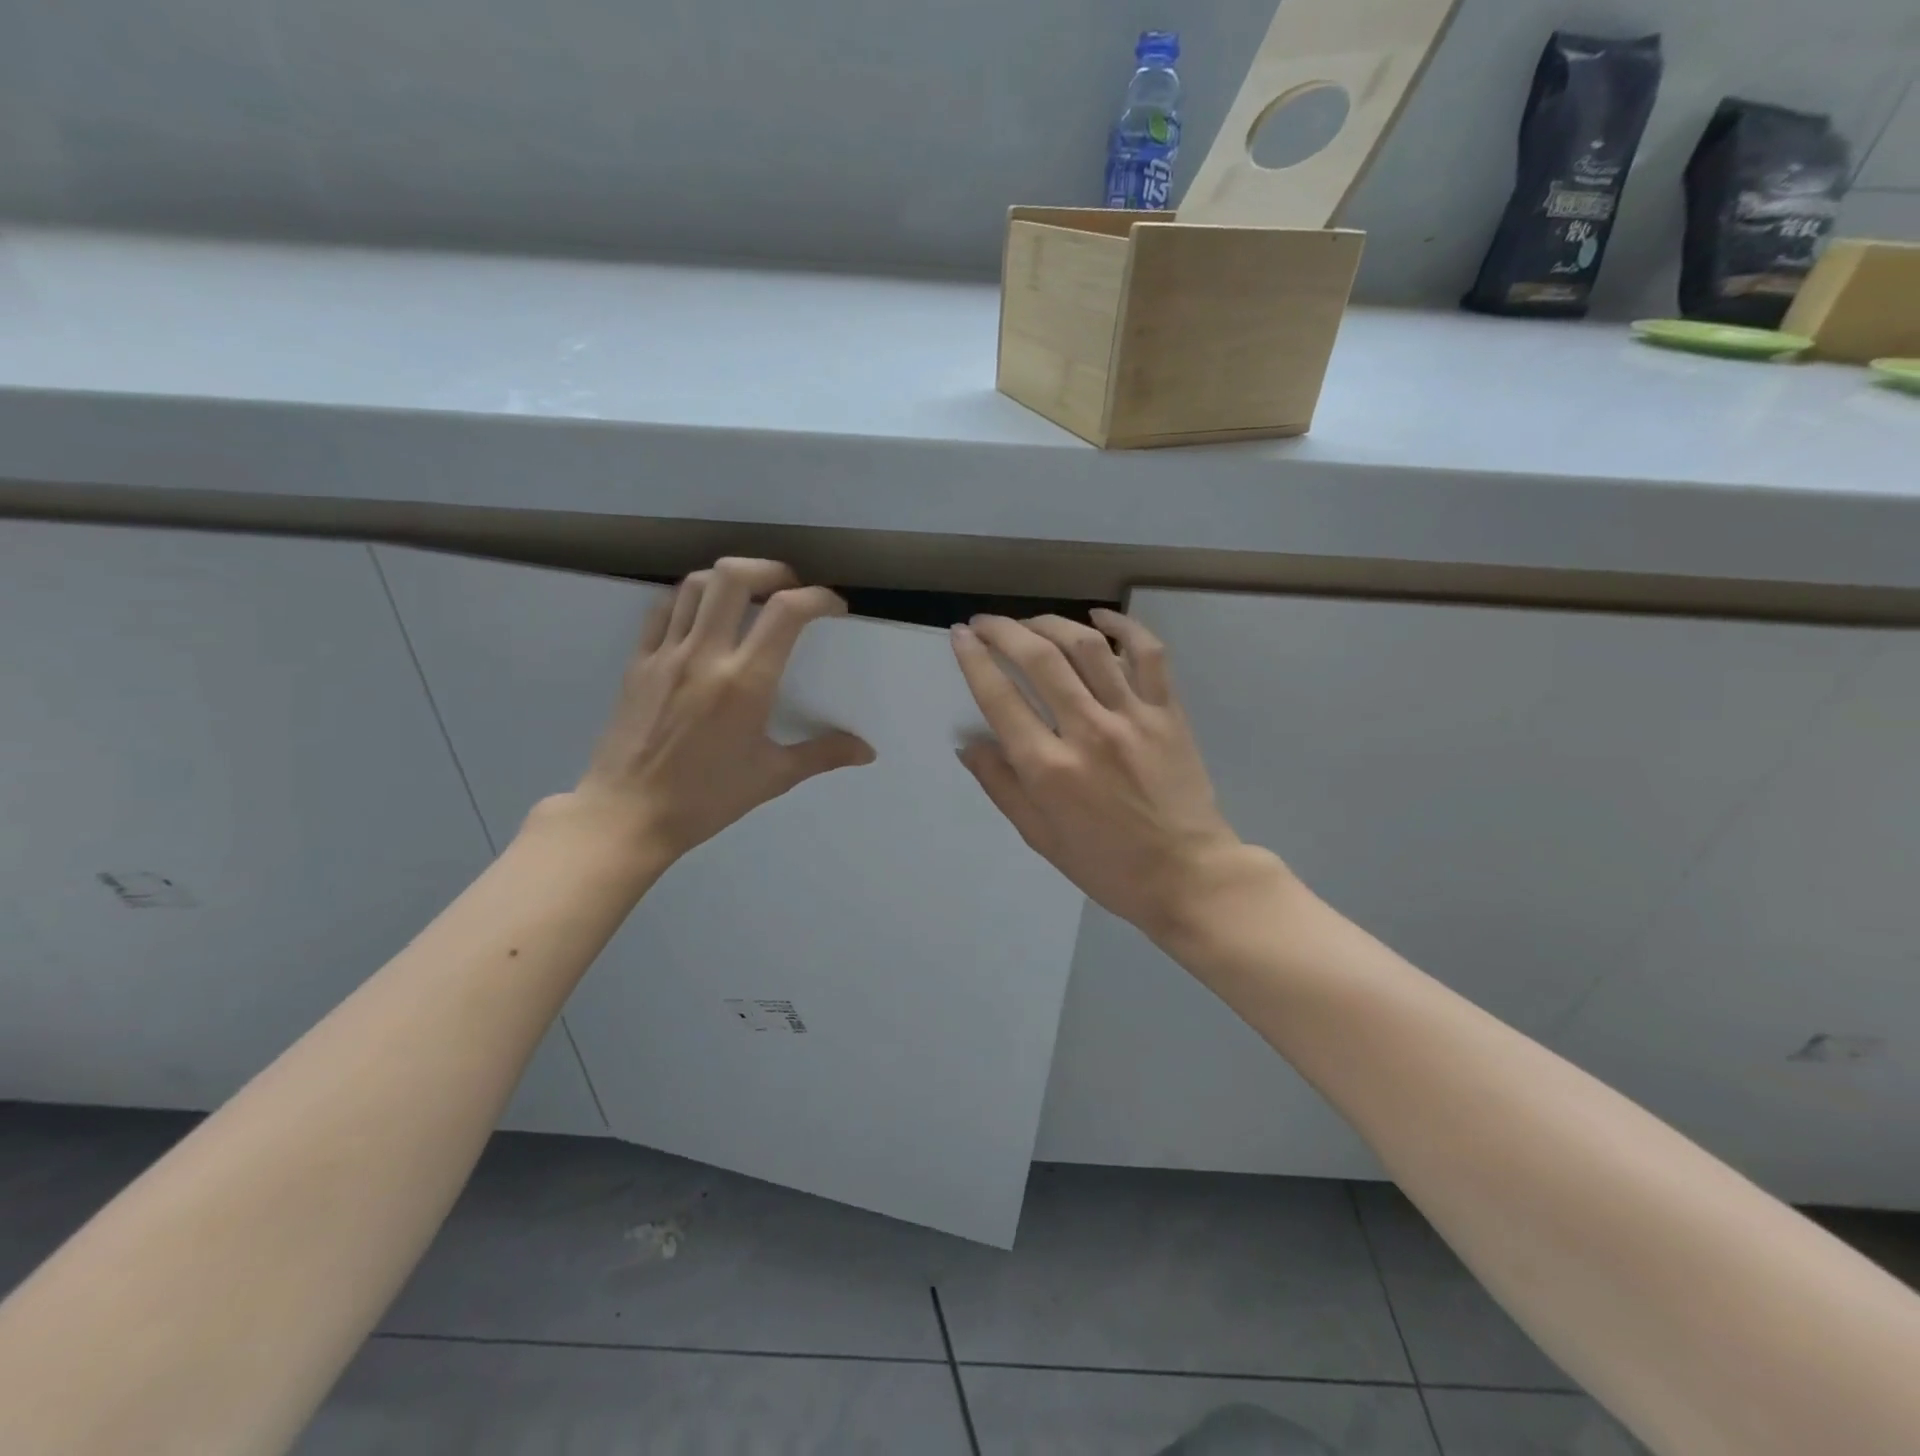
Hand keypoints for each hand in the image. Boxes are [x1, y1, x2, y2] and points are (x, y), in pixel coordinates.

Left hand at [560, 558, 874, 862]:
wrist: (627, 815)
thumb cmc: (705, 799)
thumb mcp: (772, 777)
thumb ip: (822, 755)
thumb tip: (866, 752)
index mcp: (745, 682)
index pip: (787, 612)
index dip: (819, 598)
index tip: (833, 608)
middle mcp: (705, 655)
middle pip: (734, 577)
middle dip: (771, 570)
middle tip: (789, 587)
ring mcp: (666, 654)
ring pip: (695, 584)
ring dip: (729, 578)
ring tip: (748, 595)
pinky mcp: (637, 662)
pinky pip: (663, 610)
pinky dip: (689, 599)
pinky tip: (703, 617)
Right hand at [950, 611, 1255, 943]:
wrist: (1187, 876)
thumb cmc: (1107, 866)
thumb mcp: (1040, 837)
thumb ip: (1002, 786)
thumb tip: (970, 743)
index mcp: (1049, 769)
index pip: (1000, 697)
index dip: (974, 659)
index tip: (960, 636)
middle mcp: (1087, 731)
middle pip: (1039, 659)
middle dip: (1004, 630)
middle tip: (986, 622)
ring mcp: (1133, 716)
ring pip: (1087, 646)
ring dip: (1051, 623)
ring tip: (1031, 622)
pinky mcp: (1168, 712)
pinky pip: (1148, 654)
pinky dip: (1123, 626)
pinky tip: (1099, 616)